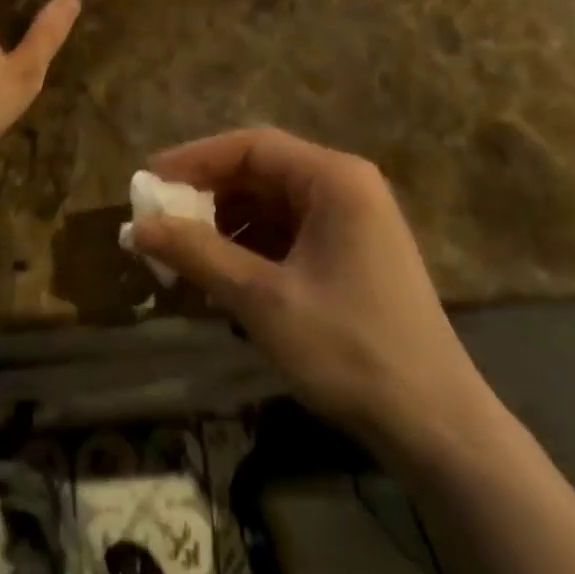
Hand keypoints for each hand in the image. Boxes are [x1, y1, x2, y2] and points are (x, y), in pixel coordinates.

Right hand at [132, 127, 488, 437]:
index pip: (251, 146)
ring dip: (225, 224)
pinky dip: (250, 248)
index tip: (148, 180)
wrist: (436, 427)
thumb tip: (137, 227)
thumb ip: (198, 255)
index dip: (195, 159)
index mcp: (334, 178)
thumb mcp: (262, 300)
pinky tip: (220, 275)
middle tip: (159, 218)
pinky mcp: (350, 254)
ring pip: (272, 205)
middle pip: (262, 172)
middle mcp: (345, 186)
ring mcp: (352, 221)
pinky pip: (288, 234)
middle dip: (208, 195)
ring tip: (181, 250)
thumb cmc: (349, 349)